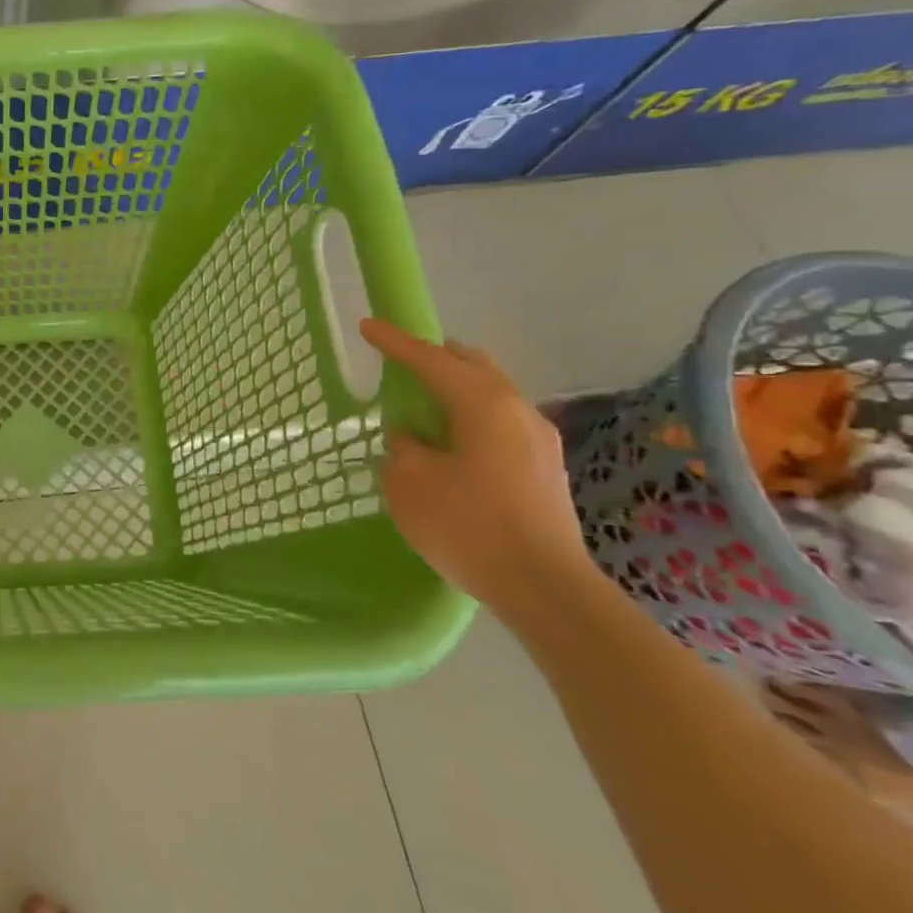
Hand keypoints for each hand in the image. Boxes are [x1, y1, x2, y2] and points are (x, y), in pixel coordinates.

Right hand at [360, 319, 590, 615]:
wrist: (543, 587)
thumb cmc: (467, 525)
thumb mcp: (409, 482)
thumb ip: (403, 447)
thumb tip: (412, 438)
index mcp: (483, 404)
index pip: (431, 359)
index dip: (395, 342)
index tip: (368, 325)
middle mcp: (517, 410)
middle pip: (473, 365)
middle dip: (436, 357)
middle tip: (402, 363)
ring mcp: (539, 439)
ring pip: (491, 393)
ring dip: (456, 388)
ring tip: (423, 405)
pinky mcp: (545, 467)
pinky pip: (500, 421)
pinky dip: (470, 416)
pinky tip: (452, 442)